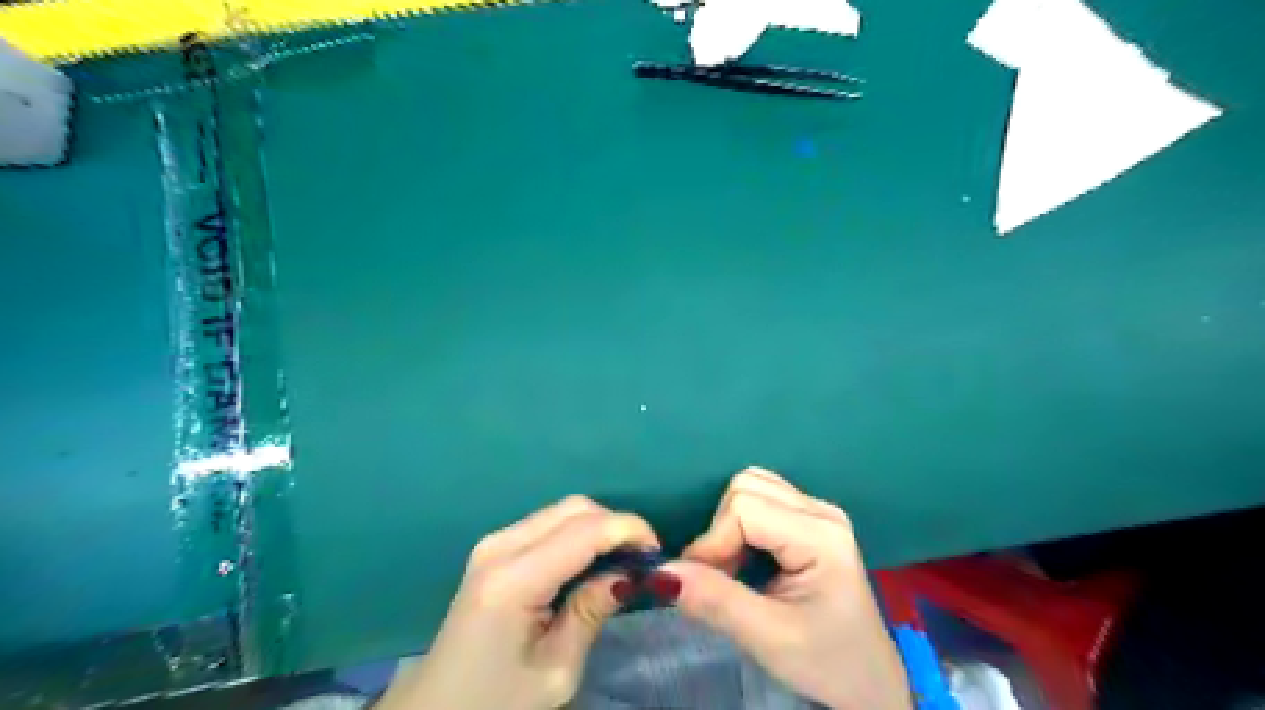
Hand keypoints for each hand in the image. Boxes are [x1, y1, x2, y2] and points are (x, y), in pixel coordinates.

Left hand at [376, 493, 656, 709]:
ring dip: (598, 527)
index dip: (629, 530)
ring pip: (562, 510)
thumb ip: (592, 611)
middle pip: (574, 508)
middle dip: (615, 525)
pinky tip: (590, 561)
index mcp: (513, 580)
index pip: (584, 530)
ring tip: (621, 561)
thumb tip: (631, 573)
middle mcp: (500, 546)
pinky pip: (547, 523)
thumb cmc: (497, 703)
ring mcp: (493, 542)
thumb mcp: (556, 670)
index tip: (658, 554)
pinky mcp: (494, 548)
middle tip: (642, 560)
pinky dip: (578, 533)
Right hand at [664, 467, 908, 709]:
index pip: (744, 508)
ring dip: (727, 524)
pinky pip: (760, 499)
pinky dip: (739, 524)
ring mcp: (818, 511)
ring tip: (731, 569)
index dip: (712, 541)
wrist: (869, 682)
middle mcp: (821, 511)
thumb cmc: (826, 662)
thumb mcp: (768, 638)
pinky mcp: (809, 519)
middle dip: (719, 530)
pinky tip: (745, 559)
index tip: (698, 582)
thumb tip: (659, 572)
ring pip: (750, 487)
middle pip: (746, 487)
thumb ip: (715, 600)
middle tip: (718, 578)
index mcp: (821, 536)